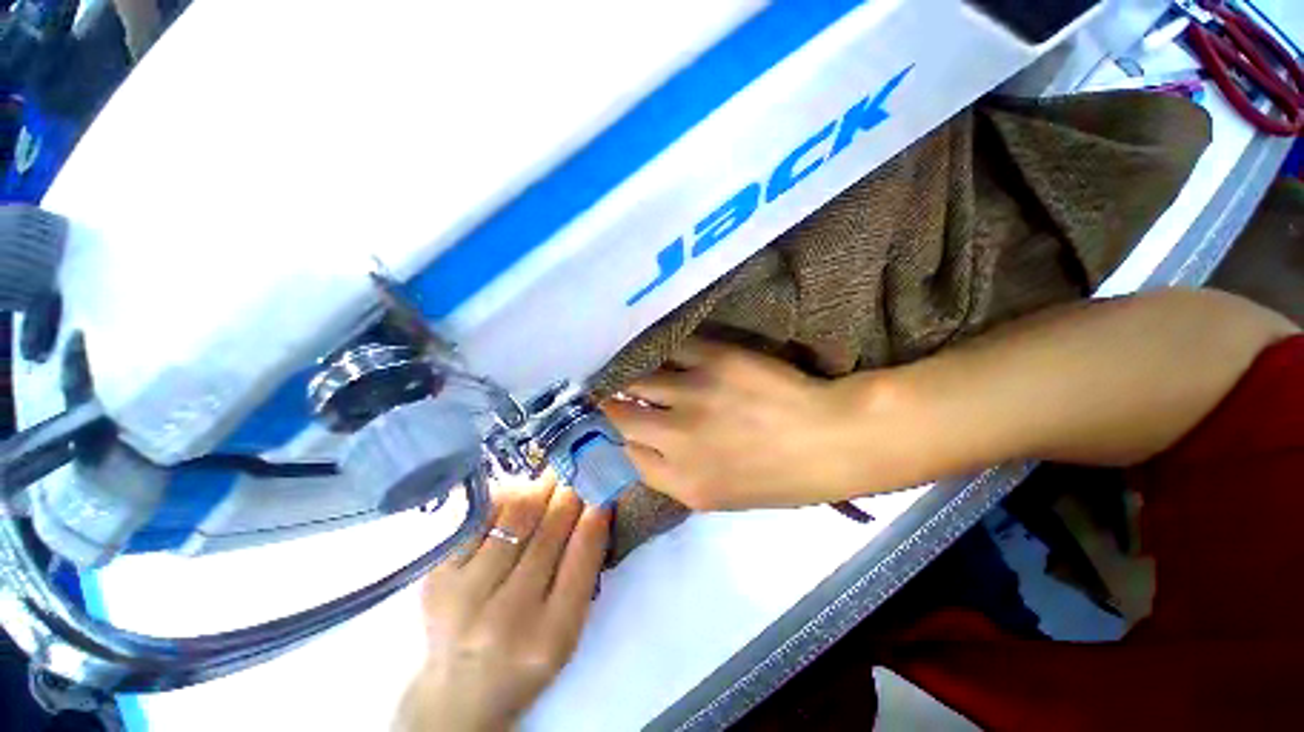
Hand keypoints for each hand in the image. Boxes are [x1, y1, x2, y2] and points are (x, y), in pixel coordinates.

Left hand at [394, 473, 609, 731]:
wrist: (458, 691)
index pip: (582, 558)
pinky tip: (518, 492)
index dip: (595, 515)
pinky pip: (480, 518)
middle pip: (549, 532)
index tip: (603, 489)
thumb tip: (594, 508)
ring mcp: (466, 596)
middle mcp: (508, 616)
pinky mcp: (437, 578)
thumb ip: (583, 572)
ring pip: (515, 518)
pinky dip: (505, 497)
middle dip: (570, 493)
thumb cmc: (526, 658)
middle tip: (579, 470)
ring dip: (541, 488)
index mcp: (552, 636)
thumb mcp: (568, 631)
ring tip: (553, 476)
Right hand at [602, 340, 864, 510]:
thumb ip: (676, 474)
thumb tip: (643, 446)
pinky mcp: (714, 360)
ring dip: (630, 376)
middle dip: (611, 405)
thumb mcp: (723, 496)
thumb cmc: (782, 477)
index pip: (627, 454)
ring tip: (629, 369)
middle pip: (619, 415)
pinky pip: (671, 349)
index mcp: (683, 482)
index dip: (622, 438)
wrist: (830, 439)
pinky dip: (660, 351)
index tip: (622, 425)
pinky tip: (658, 350)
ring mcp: (694, 394)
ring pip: (637, 379)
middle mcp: (679, 438)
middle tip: (612, 393)